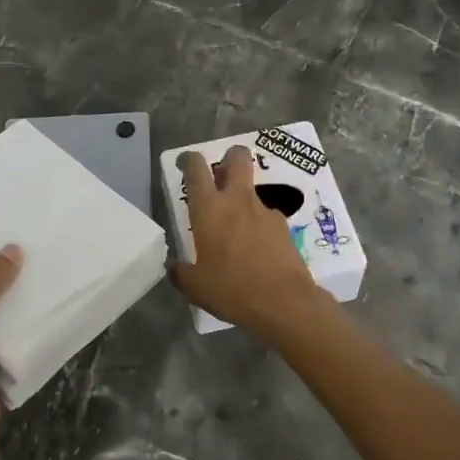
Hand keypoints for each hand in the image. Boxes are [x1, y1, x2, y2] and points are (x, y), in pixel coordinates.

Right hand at [170, 147, 325, 336]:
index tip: (185, 163)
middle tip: (221, 174)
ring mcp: (264, 211)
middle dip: (229, 157)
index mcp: (209, 209)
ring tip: (237, 232)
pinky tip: (257, 250)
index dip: (189, 160)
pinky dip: (258, 227)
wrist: (285, 303)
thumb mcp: (196, 288)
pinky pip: (266, 218)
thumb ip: (181, 273)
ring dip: (243, 200)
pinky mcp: (284, 226)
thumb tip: (174, 268)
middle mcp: (237, 200)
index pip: (196, 168)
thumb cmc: (233, 289)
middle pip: (237, 158)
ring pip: (251, 190)